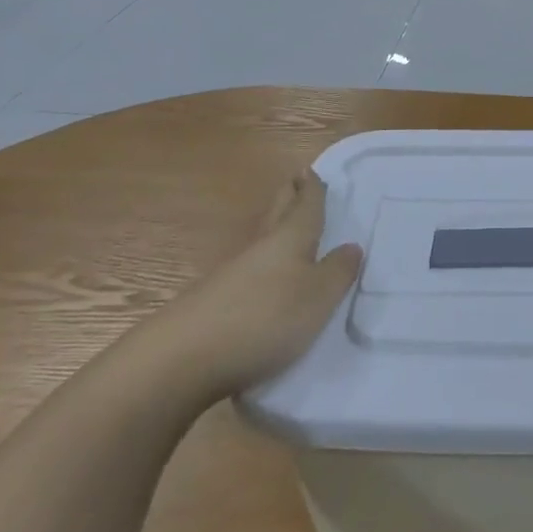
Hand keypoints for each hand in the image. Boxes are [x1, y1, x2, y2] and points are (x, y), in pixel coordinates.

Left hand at [135, 170, 361, 405]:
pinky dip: (260, 267)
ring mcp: (231, 277)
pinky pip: (246, 273)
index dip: (312, 189)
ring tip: (288, 228)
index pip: (305, 206)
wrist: (181, 361)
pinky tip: (264, 280)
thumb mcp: (318, 298)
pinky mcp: (212, 305)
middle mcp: (259, 250)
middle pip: (276, 215)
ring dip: (274, 230)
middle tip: (295, 180)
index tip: (311, 170)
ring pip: (260, 243)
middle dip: (288, 197)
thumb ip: (337, 272)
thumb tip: (351, 246)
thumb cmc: (264, 319)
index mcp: (289, 240)